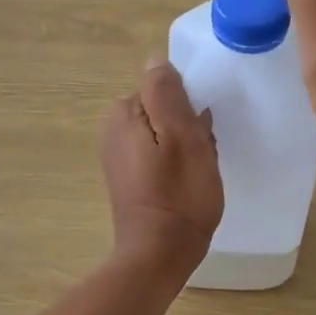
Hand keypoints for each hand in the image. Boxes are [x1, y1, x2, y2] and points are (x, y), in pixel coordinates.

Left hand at [101, 58, 222, 280]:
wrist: (160, 253)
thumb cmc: (179, 194)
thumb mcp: (181, 135)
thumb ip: (166, 93)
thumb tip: (155, 60)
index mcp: (122, 112)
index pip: (164, 87)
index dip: (189, 106)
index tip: (202, 131)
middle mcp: (113, 129)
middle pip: (163, 109)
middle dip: (187, 125)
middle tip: (203, 153)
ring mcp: (119, 155)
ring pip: (165, 132)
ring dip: (186, 145)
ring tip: (198, 171)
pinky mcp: (129, 176)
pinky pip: (159, 153)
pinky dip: (176, 162)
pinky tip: (188, 182)